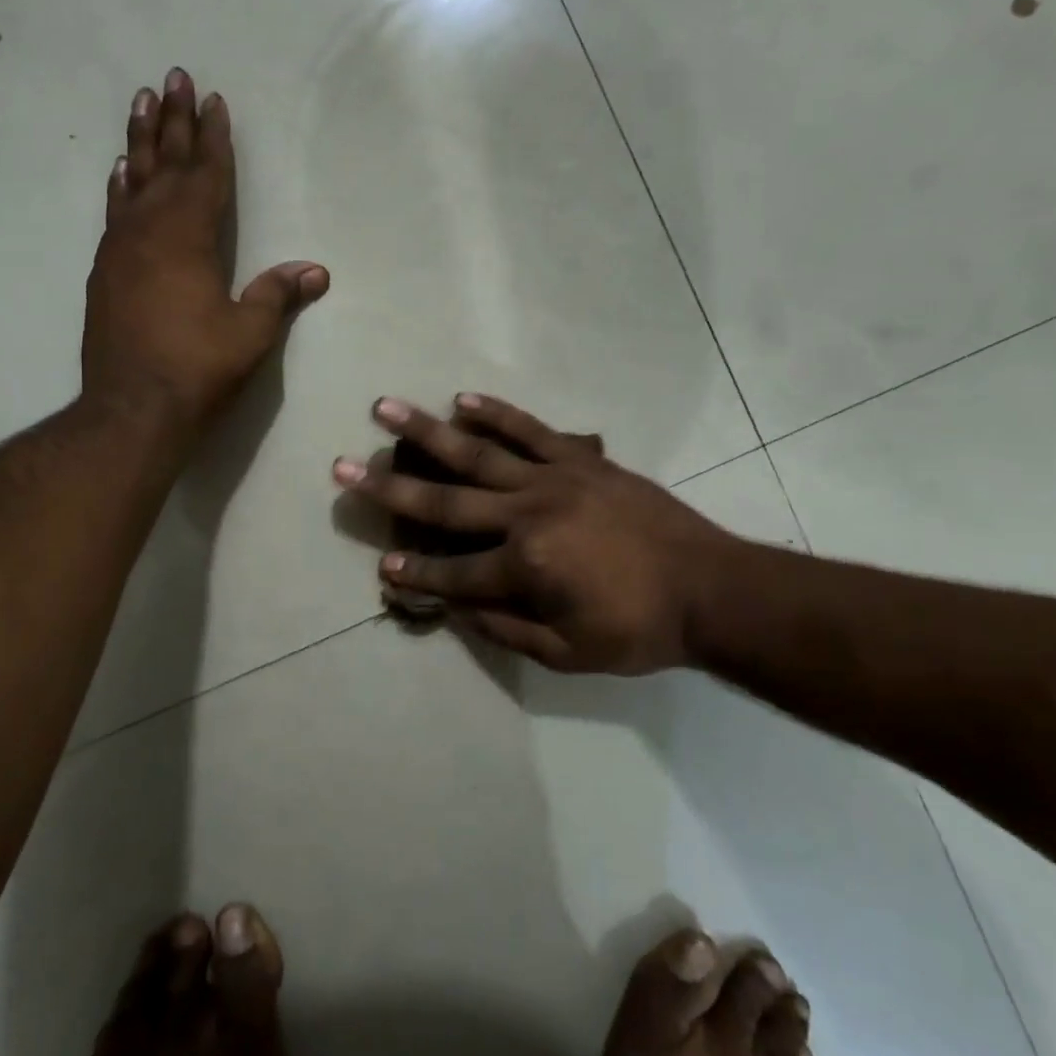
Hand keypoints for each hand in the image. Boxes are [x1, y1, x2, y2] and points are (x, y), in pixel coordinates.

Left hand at [83, 69, 328, 434]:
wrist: (132, 411)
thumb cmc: (197, 369)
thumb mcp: (250, 334)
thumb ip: (277, 295)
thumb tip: (316, 270)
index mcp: (189, 238)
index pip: (207, 176)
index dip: (214, 138)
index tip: (213, 99)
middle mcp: (150, 232)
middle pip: (165, 165)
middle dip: (173, 120)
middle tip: (172, 77)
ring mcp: (121, 251)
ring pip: (133, 181)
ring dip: (140, 141)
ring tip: (141, 101)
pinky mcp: (105, 273)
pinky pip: (114, 213)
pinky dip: (120, 187)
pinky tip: (120, 172)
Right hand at [332, 395, 742, 673]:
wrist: (712, 588)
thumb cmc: (639, 629)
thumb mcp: (570, 655)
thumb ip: (507, 632)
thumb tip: (457, 610)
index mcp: (525, 568)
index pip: (453, 574)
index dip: (415, 574)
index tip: (380, 566)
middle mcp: (528, 515)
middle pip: (446, 502)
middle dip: (389, 488)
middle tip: (344, 467)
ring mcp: (554, 479)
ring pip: (477, 452)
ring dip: (426, 431)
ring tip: (385, 409)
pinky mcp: (581, 459)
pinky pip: (530, 430)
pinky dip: (495, 415)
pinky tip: (462, 400)